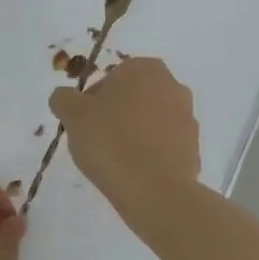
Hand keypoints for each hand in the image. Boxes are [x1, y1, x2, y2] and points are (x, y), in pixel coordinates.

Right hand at [48, 57, 201, 225]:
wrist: (154, 190)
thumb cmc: (110, 141)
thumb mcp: (72, 115)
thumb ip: (63, 98)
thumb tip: (65, 97)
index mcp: (145, 69)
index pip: (110, 78)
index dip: (92, 101)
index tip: (84, 124)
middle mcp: (173, 86)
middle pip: (132, 98)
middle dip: (116, 114)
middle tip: (97, 140)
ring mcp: (188, 118)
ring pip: (150, 121)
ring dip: (134, 134)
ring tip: (116, 160)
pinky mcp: (194, 148)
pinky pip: (163, 146)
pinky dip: (150, 154)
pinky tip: (135, 172)